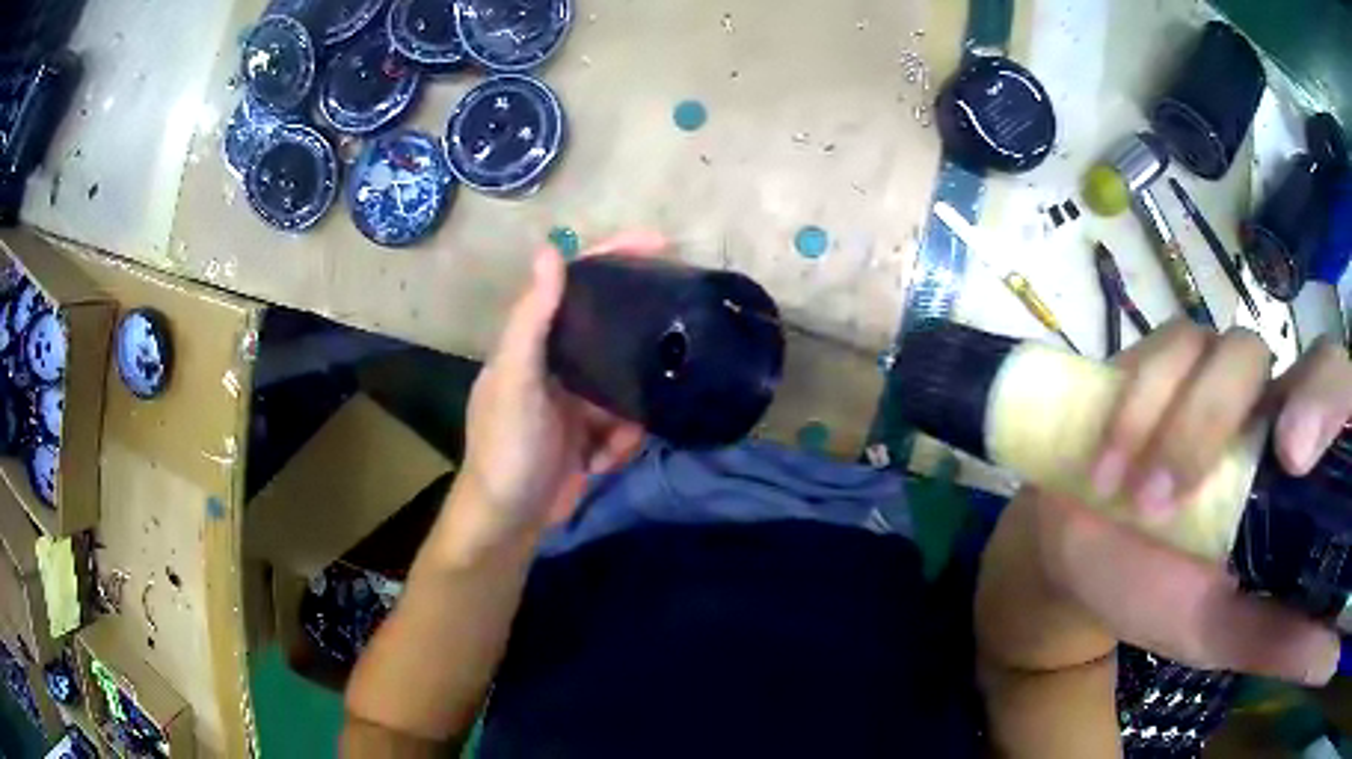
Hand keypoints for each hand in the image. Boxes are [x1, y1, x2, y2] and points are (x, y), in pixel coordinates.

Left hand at [452, 233, 661, 553]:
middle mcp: (557, 362)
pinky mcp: (591, 431)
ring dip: (628, 414)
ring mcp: (576, 398)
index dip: (612, 256)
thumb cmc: (507, 448)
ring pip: (626, 383)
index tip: (659, 242)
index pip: (575, 283)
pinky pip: (626, 421)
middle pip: (610, 331)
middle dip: (638, 345)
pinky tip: (601, 462)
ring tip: (611, 442)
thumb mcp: (516, 382)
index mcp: (534, 341)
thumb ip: (532, 320)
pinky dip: (620, 443)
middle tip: (676, 342)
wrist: (510, 521)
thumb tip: (549, 249)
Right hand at [978, 321, 1351, 684]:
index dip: (1323, 399)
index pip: (1330, 385)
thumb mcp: (1232, 632)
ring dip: (1176, 425)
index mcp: (1292, 457)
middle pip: (1272, 351)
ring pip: (1215, 347)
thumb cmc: (1167, 600)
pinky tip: (1105, 470)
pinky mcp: (1159, 364)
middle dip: (1225, 414)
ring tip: (1137, 500)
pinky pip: (1159, 350)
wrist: (1090, 567)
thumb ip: (1287, 638)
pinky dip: (1134, 405)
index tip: (1291, 458)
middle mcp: (1261, 401)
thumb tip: (1317, 647)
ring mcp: (1210, 373)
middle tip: (1179, 497)